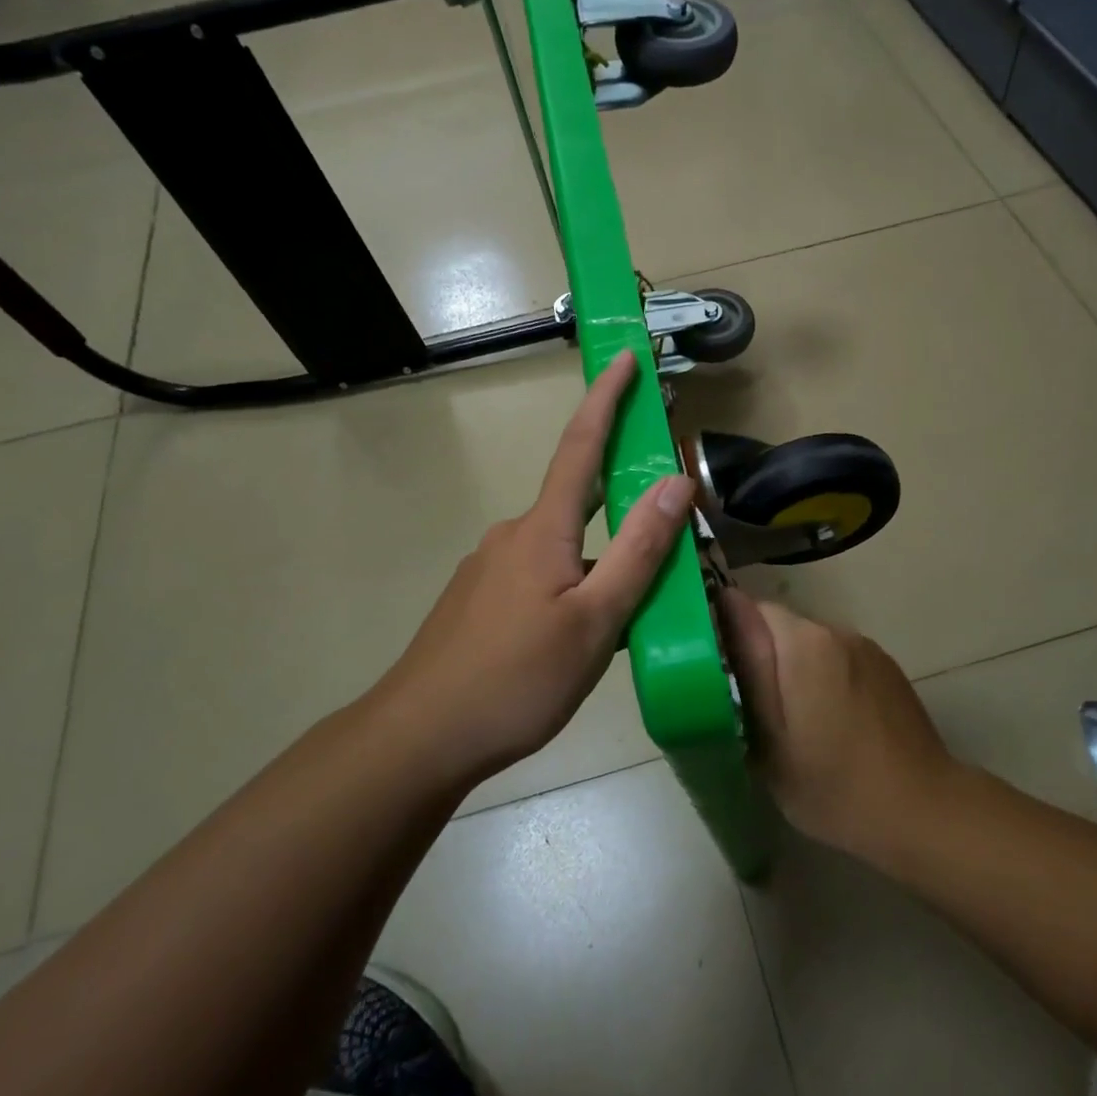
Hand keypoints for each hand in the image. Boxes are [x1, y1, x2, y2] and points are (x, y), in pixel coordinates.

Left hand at [370, 349, 694, 786]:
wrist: (420, 738)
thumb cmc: (516, 679)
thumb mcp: (595, 621)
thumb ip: (639, 552)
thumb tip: (677, 483)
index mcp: (543, 530)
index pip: (581, 446)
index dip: (606, 398)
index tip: (626, 357)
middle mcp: (513, 535)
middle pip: (577, 498)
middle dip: (620, 491)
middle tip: (662, 510)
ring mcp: (491, 569)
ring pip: (562, 546)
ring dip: (601, 556)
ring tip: (635, 605)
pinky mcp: (480, 602)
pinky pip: (541, 575)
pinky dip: (575, 582)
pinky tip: (586, 631)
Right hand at [719, 591, 957, 860]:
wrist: (923, 811)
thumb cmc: (833, 785)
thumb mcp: (770, 740)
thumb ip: (748, 671)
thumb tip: (724, 616)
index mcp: (802, 643)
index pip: (745, 607)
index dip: (723, 632)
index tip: (714, 670)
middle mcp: (834, 630)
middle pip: (778, 624)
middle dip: (757, 654)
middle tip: (748, 705)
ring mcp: (864, 646)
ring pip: (807, 642)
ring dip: (791, 666)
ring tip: (791, 718)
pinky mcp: (885, 666)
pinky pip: (836, 657)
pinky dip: (822, 676)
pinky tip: (830, 721)